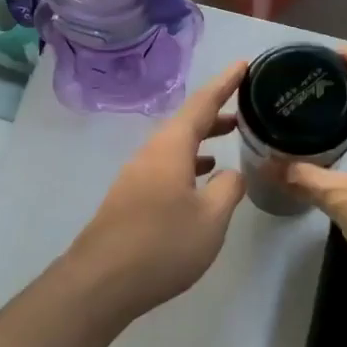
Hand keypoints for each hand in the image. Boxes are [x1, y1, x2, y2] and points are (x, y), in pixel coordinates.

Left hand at [62, 61, 249, 324]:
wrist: (100, 282)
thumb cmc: (162, 245)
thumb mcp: (210, 219)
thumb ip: (227, 190)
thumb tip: (231, 174)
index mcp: (171, 147)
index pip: (202, 103)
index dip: (225, 83)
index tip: (244, 64)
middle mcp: (151, 153)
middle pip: (186, 121)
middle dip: (216, 111)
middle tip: (245, 105)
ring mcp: (137, 175)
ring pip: (175, 145)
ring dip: (203, 138)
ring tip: (230, 139)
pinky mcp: (131, 198)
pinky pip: (166, 165)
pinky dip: (188, 162)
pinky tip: (201, 180)